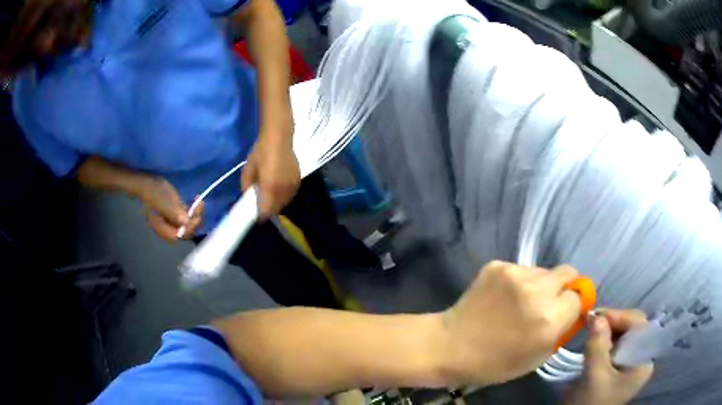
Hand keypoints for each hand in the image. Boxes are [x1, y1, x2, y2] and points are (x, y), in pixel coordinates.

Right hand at [139, 177, 202, 240]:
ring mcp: (173, 222)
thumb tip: (185, 221)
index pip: (180, 235)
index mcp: (163, 229)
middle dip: (195, 220)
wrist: (148, 183)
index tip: (196, 215)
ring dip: (196, 214)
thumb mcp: (162, 201)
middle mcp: (169, 229)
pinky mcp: (176, 215)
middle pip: (186, 231)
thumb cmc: (153, 192)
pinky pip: (188, 216)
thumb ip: (173, 212)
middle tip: (200, 204)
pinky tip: (196, 199)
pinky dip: (194, 210)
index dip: (190, 227)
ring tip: (199, 201)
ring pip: (189, 223)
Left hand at [241, 127, 300, 218]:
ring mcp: (293, 186)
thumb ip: (246, 186)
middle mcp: (283, 190)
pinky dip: (285, 195)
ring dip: (277, 202)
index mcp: (269, 188)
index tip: (256, 214)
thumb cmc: (261, 152)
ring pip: (285, 202)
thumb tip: (248, 196)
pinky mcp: (298, 180)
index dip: (261, 215)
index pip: (266, 212)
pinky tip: (279, 187)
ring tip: (270, 195)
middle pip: (277, 209)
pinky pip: (291, 194)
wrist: (279, 137)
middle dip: (269, 209)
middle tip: (262, 203)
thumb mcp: (248, 169)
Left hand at [440, 261, 581, 384]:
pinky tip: (504, 297)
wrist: (450, 345)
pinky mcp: (497, 265)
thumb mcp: (538, 356)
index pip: (579, 296)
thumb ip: (562, 330)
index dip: (574, 304)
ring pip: (544, 271)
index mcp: (549, 319)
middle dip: (565, 286)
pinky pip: (522, 269)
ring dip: (541, 284)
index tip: (566, 311)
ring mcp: (515, 273)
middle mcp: (537, 291)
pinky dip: (520, 281)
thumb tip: (576, 309)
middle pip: (568, 273)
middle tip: (552, 300)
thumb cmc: (495, 362)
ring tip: (521, 302)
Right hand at [565, 310, 653, 404]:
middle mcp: (642, 359)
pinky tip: (594, 345)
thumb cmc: (591, 403)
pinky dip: (605, 343)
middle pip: (632, 330)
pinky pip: (617, 348)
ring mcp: (632, 365)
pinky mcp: (621, 370)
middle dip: (613, 324)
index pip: (639, 326)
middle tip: (592, 323)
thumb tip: (595, 315)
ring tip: (591, 333)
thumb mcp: (593, 376)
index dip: (620, 316)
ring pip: (623, 338)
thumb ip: (597, 345)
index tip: (597, 315)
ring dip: (607, 333)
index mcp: (644, 361)